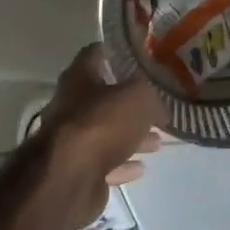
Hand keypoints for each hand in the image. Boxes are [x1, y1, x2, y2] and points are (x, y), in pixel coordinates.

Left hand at [33, 44, 166, 224]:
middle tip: (156, 106)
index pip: (96, 53)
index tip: (139, 57)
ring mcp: (71, 138)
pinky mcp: (76, 169)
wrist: (68, 177)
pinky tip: (141, 167)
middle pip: (103, 97)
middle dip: (129, 102)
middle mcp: (71, 104)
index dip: (116, 52)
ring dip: (130, 135)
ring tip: (157, 141)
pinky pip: (104, 162)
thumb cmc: (102, 123)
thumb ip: (152, 97)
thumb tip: (160, 109)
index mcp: (80, 77)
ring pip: (106, 132)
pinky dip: (122, 163)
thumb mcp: (139, 98)